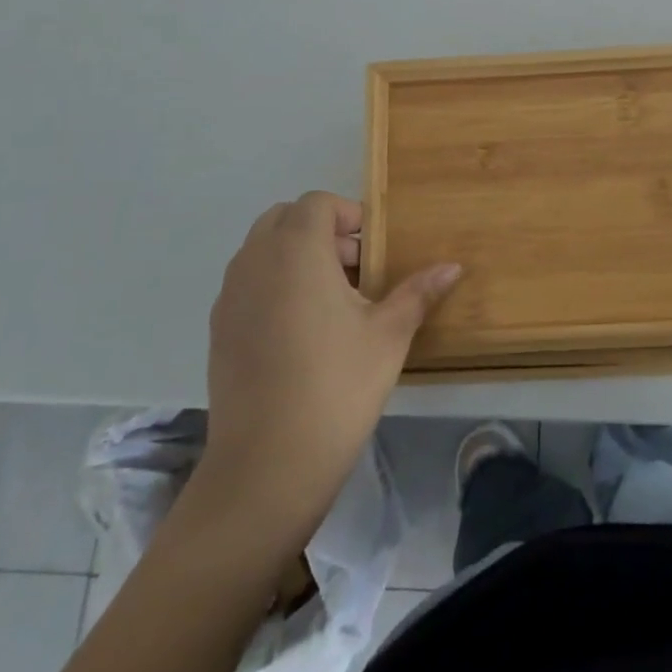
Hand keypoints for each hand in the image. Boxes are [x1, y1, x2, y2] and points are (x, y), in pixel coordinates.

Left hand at [194, 192, 460, 529]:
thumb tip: (454, 266)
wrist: (267, 467)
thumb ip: (418, 292)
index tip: (372, 254)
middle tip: (355, 273)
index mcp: (296, 251)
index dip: (349, 217)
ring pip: (263, 250)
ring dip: (296, 258)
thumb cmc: (337, 387)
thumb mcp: (389, 335)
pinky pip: (248, 284)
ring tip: (331, 305)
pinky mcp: (217, 330)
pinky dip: (274, 286)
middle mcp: (255, 262)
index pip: (317, 203)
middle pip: (285, 219)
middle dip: (322, 233)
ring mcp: (229, 296)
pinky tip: (301, 334)